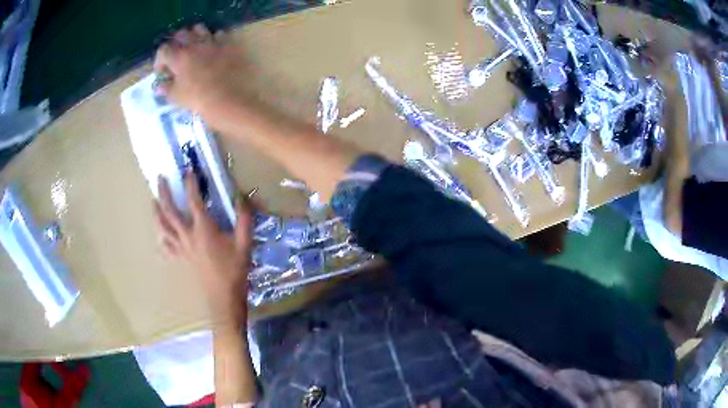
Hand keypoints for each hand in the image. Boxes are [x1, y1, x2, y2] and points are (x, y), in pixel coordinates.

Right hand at [153, 25, 252, 123]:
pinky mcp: (228, 44)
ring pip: (199, 29)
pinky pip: (219, 34)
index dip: (159, 60)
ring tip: (194, 47)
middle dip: (176, 43)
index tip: (162, 71)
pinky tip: (214, 48)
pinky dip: (214, 39)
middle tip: (177, 55)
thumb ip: (166, 88)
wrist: (229, 99)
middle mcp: (194, 45)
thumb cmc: (198, 100)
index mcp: (179, 57)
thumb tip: (159, 86)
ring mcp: (212, 42)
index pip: (163, 50)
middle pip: (181, 34)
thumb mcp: (177, 97)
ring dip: (194, 35)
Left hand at [154, 171, 252, 327]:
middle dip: (164, 193)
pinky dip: (163, 238)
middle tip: (160, 178)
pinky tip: (161, 235)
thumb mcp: (244, 243)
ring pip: (163, 228)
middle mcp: (188, 235)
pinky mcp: (182, 259)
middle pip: (170, 211)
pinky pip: (168, 247)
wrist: (224, 297)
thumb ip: (244, 218)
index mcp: (203, 229)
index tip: (188, 170)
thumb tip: (242, 197)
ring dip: (157, 213)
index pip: (194, 201)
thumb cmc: (234, 270)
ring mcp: (182, 248)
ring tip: (153, 201)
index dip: (191, 184)